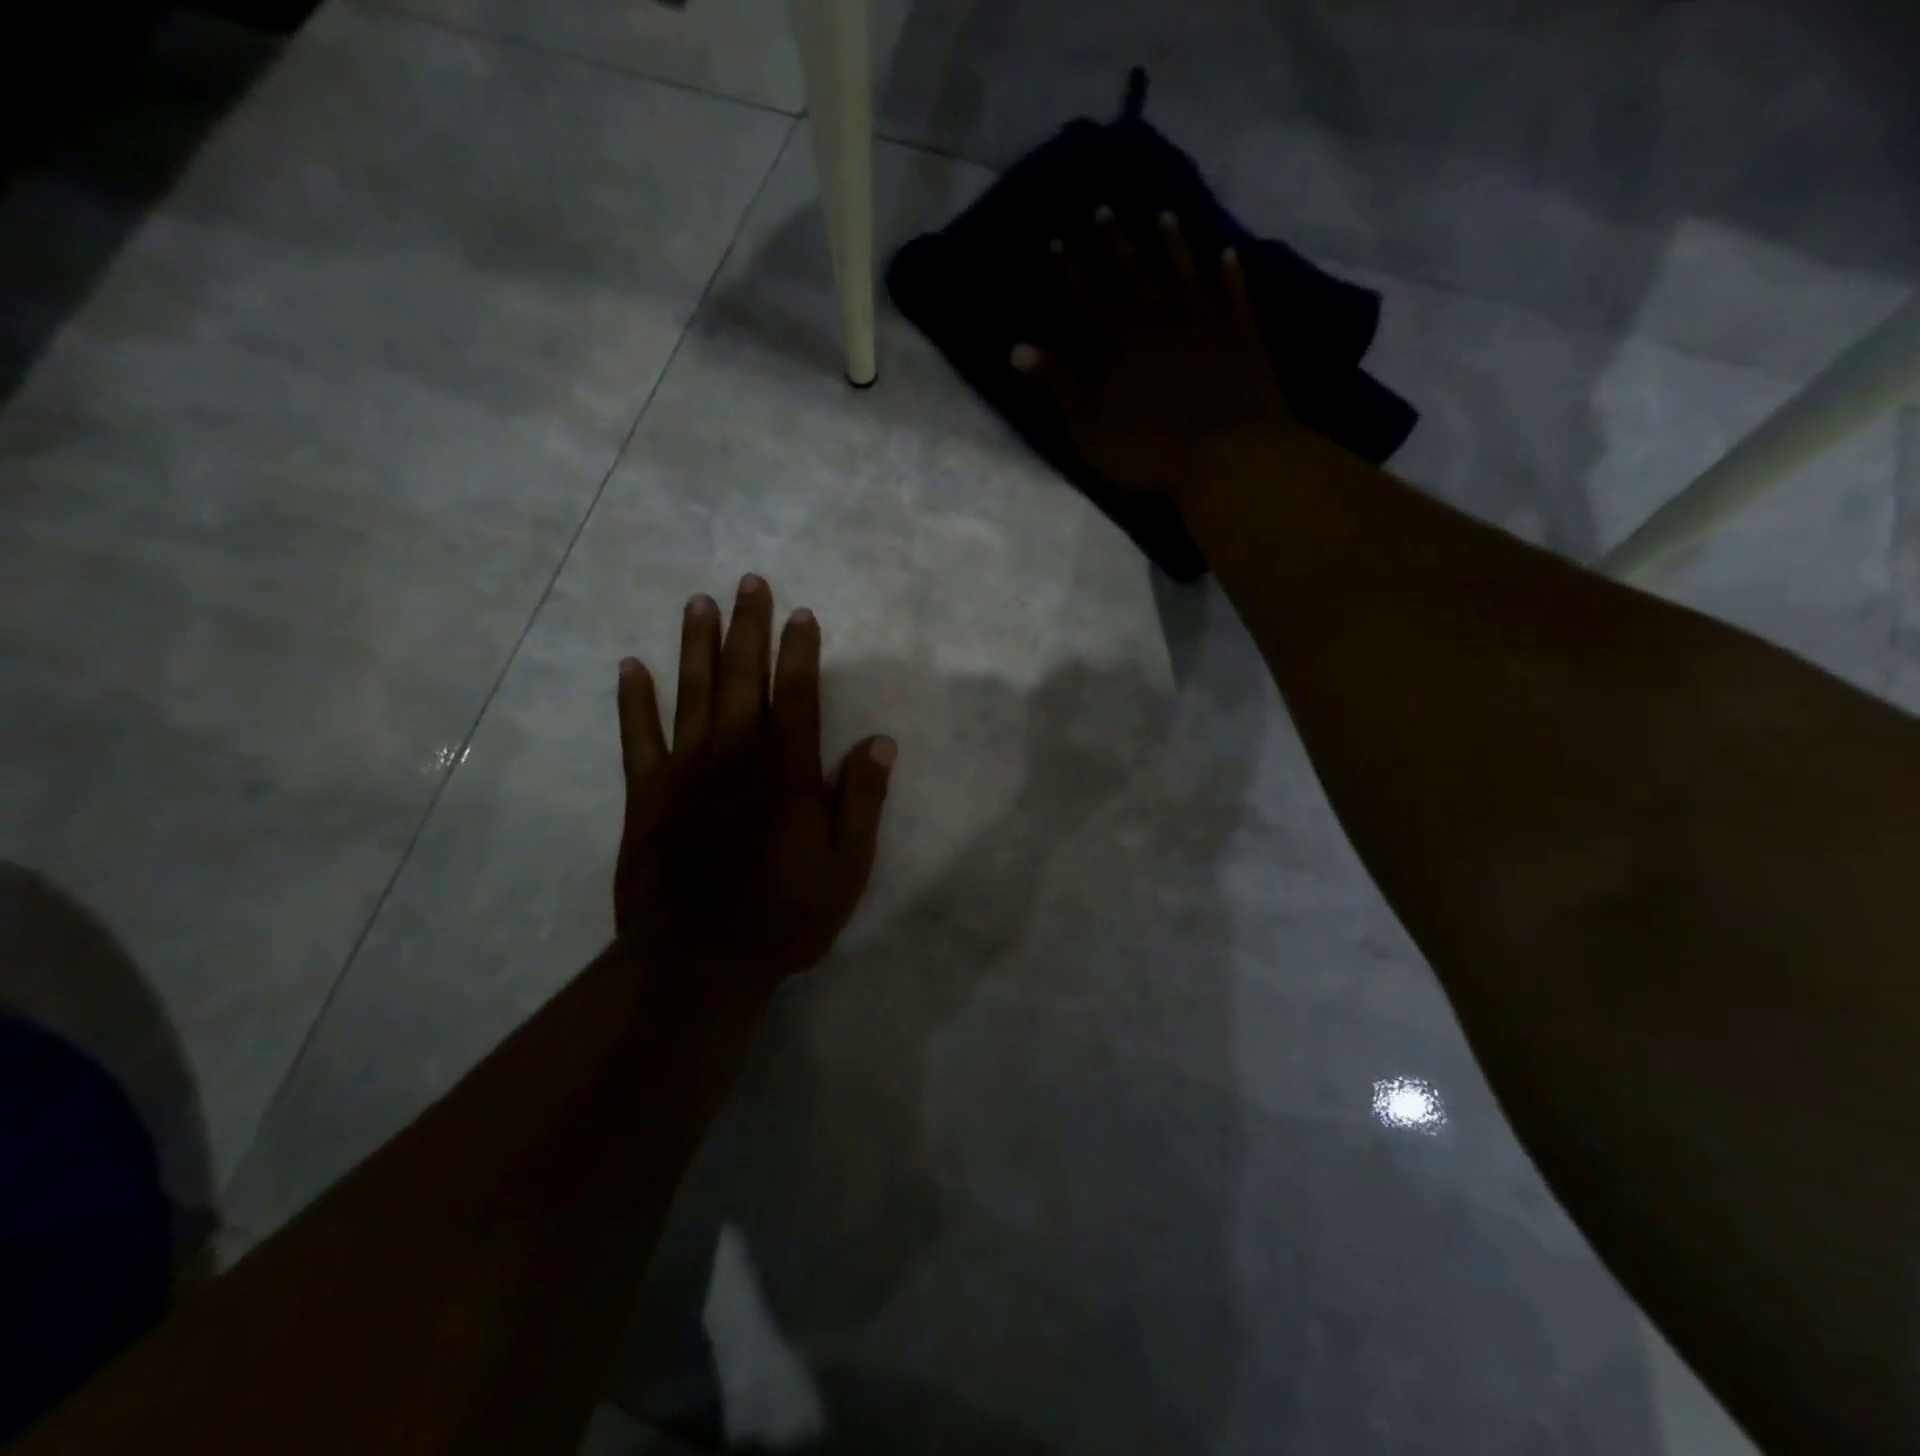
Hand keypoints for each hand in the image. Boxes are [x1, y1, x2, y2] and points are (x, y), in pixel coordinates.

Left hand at [614, 575, 895, 1009]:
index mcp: (787, 774)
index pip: (798, 697)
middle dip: (748, 629)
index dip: (800, 652)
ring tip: (698, 603)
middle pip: (744, 680)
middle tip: (749, 583)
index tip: (801, 614)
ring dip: (697, 646)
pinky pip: (638, 737)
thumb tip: (880, 742)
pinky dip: (634, 701)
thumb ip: (862, 801)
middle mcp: (736, 758)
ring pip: (693, 694)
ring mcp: (686, 773)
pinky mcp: (647, 795)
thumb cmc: (783, 918)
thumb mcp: (846, 868)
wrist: (696, 962)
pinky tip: (631, 667)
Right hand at [1012, 207, 1294, 495]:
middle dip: (1116, 241)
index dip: (1069, 269)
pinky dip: (1229, 271)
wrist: (1227, 450)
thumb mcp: (1088, 425)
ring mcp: (1205, 319)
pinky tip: (1227, 253)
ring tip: (1164, 215)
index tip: (1056, 240)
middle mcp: (1160, 315)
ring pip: (1184, 269)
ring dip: (1172, 243)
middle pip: (1134, 270)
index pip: (1087, 295)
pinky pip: (1233, 291)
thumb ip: (1057, 383)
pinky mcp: (1242, 332)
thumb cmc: (1148, 446)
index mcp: (1119, 339)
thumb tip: (1017, 348)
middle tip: (1105, 208)